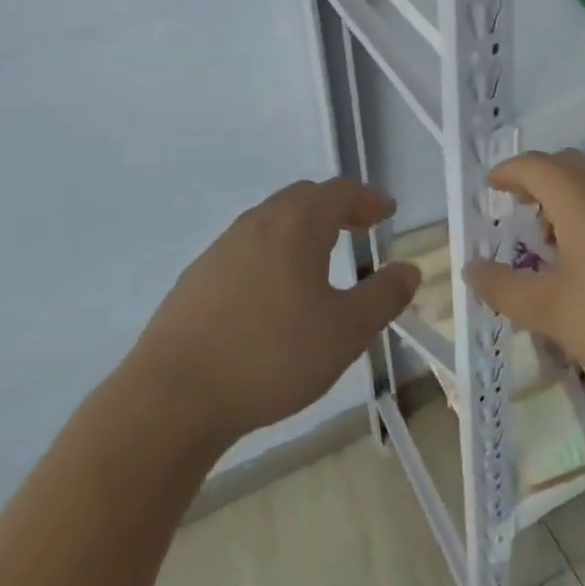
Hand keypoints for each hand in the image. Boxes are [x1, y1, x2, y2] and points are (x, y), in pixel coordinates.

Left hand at [128, 178, 419, 451]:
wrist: (175, 393)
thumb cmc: (272, 356)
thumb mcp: (345, 332)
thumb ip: (383, 296)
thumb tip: (409, 269)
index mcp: (297, 224)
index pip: (339, 192)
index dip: (367, 198)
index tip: (386, 212)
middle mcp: (259, 221)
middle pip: (304, 197)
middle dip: (337, 207)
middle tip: (360, 228)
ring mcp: (223, 245)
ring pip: (273, 218)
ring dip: (303, 226)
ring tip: (321, 256)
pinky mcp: (199, 274)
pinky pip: (247, 245)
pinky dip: (274, 249)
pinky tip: (274, 288)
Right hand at [464, 150, 584, 398]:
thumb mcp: (552, 312)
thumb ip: (504, 289)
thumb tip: (471, 268)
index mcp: (579, 199)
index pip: (534, 166)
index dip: (508, 171)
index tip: (492, 185)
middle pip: (568, 164)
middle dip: (539, 179)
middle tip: (523, 207)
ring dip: (573, 196)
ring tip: (562, 237)